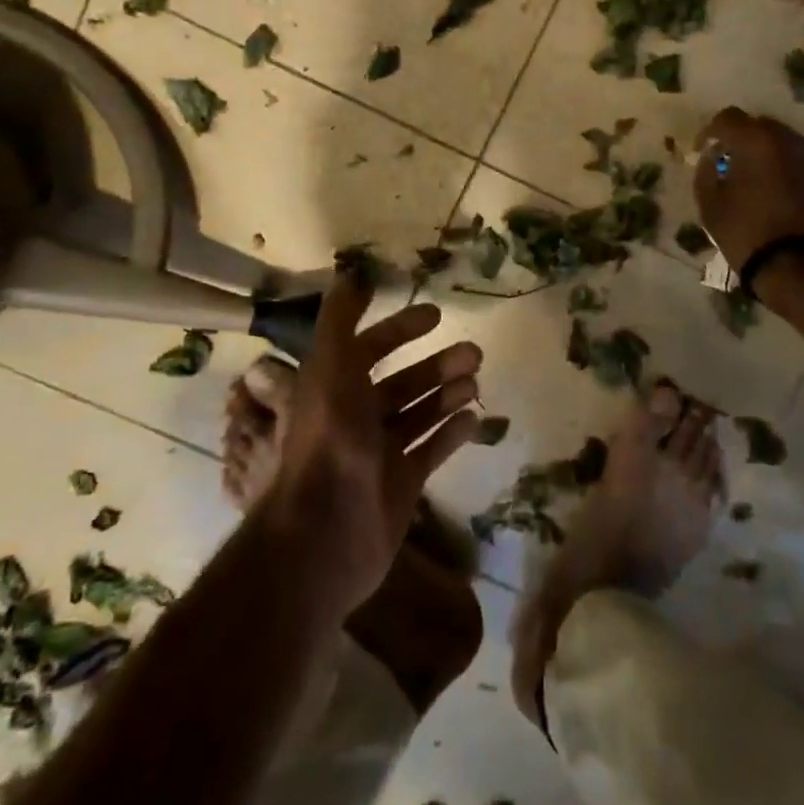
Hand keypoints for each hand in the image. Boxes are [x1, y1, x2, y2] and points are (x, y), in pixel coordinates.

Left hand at [262, 274, 483, 620]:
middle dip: (436, 365)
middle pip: (402, 383)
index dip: (399, 329)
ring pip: (420, 414)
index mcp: (334, 388)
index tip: (435, 314)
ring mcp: (380, 454)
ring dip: (447, 395)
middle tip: (473, 352)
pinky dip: (451, 433)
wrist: (327, 530)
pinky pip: (431, 451)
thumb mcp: (329, 365)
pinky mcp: (402, 484)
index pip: (369, 348)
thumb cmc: (328, 438)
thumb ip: (339, 319)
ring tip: (477, 381)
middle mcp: (356, 418)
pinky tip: (476, 418)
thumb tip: (352, 274)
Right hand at [691, 107, 803, 280]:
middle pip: (757, 125)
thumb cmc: (746, 232)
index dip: (709, 132)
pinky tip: (771, 189)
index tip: (701, 152)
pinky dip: (780, 165)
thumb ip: (705, 173)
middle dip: (738, 139)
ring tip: (749, 177)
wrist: (798, 266)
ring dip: (762, 151)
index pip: (727, 118)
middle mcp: (787, 139)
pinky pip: (795, 159)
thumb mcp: (710, 205)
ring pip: (780, 141)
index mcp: (756, 141)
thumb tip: (711, 159)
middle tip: (725, 163)